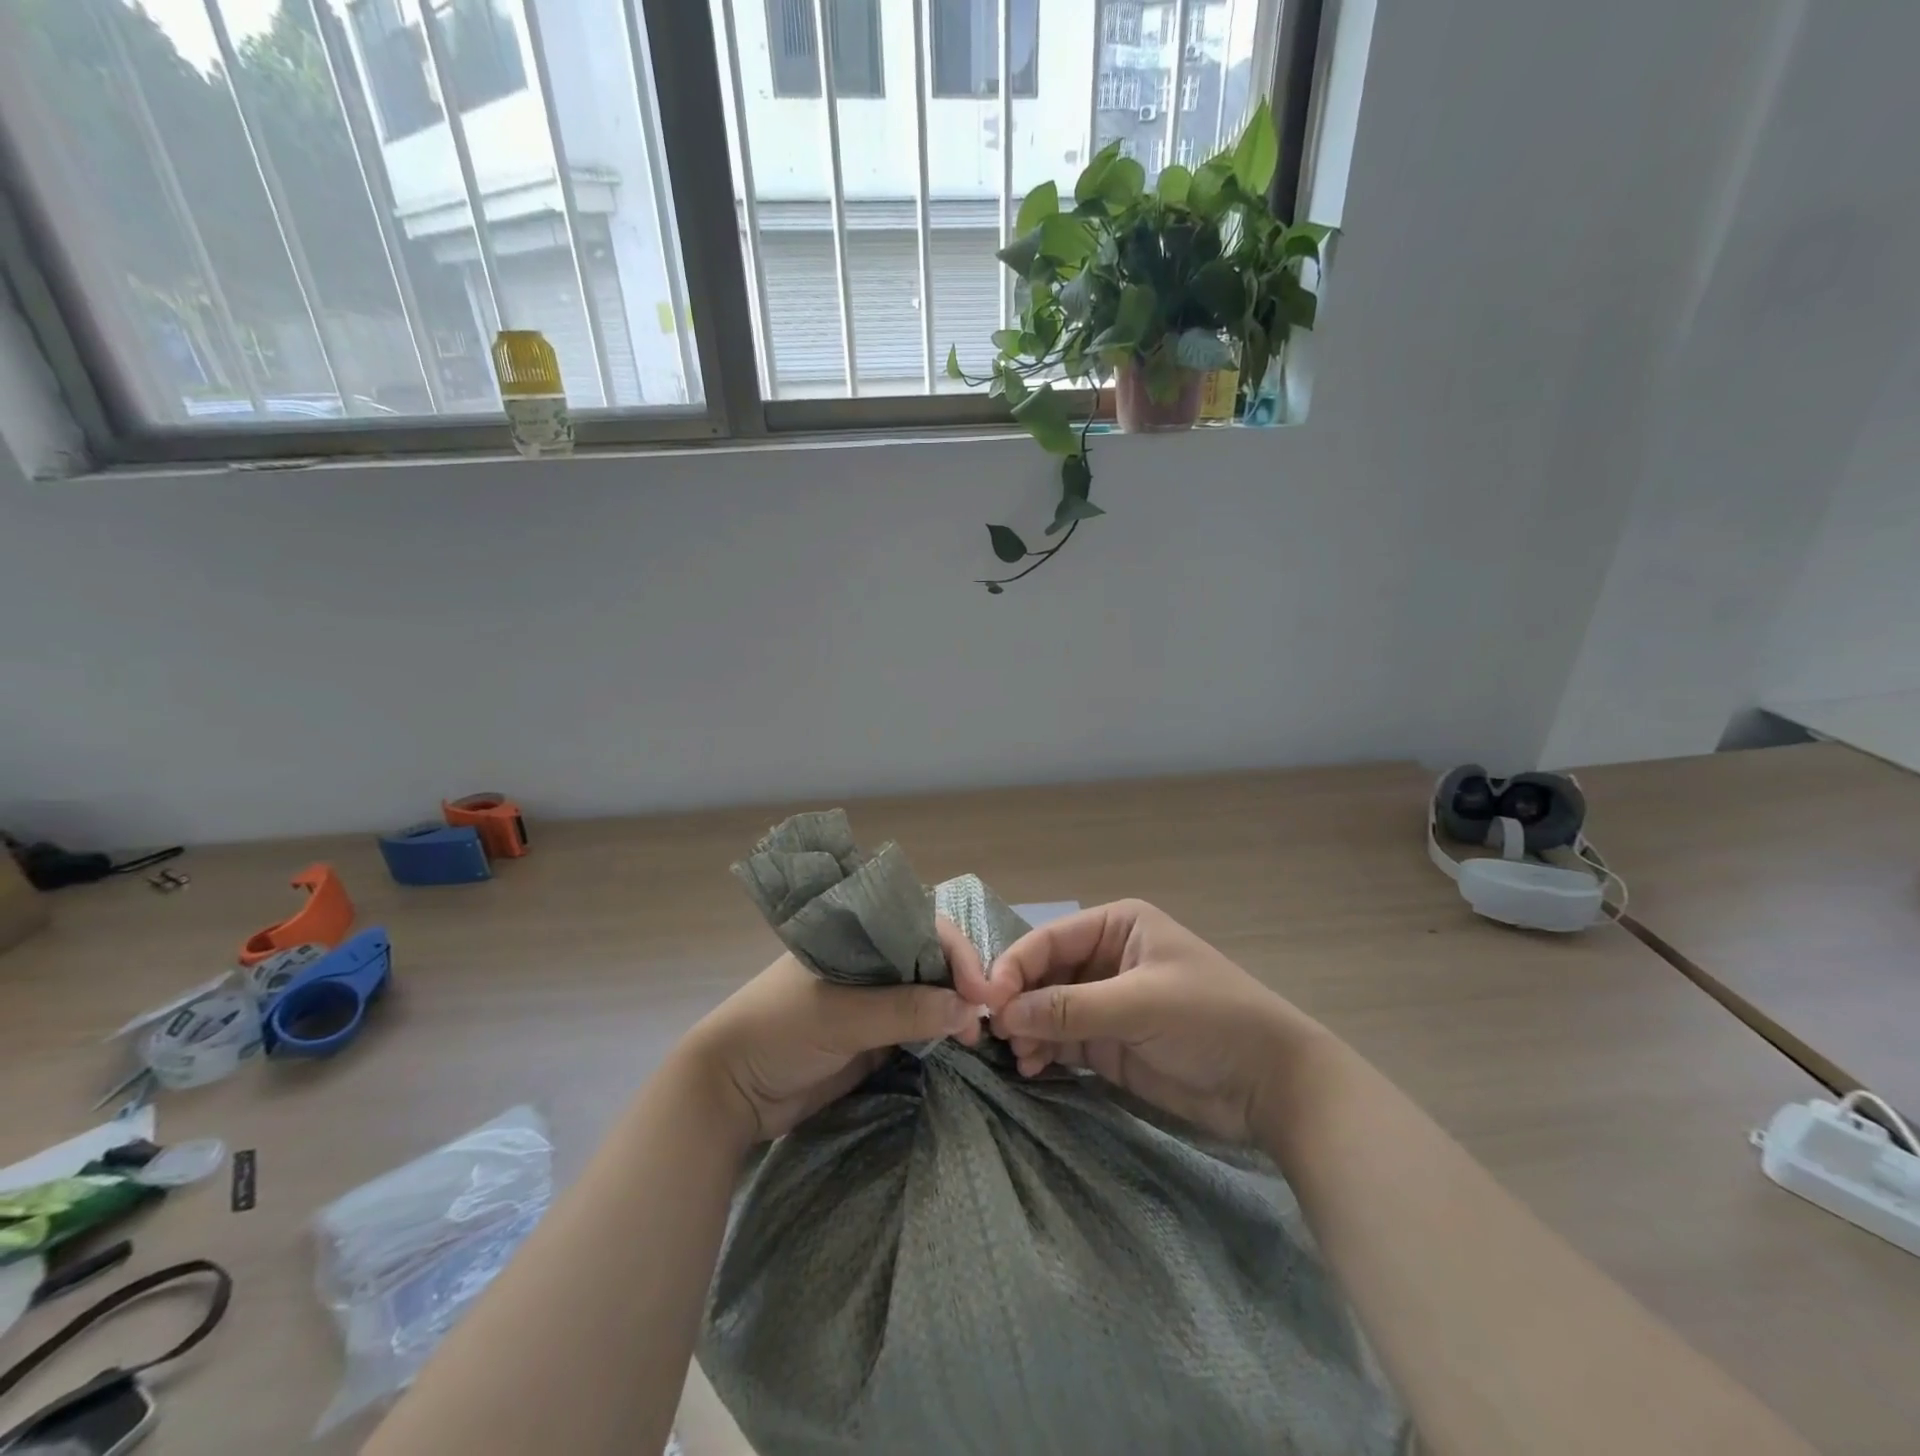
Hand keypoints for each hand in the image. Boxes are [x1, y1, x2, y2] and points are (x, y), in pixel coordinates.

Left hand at [681, 916, 991, 1142]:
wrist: (731, 1093)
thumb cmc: (778, 1031)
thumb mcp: (840, 1016)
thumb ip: (904, 1010)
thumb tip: (970, 1009)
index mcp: (856, 936)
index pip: (919, 926)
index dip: (954, 950)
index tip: (979, 988)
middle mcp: (870, 961)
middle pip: (930, 958)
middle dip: (961, 980)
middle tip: (985, 1016)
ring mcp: (873, 1000)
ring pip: (928, 993)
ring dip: (954, 1010)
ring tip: (975, 1037)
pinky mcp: (874, 1037)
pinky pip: (918, 1028)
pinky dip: (941, 1034)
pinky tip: (961, 1045)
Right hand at [982, 899, 1315, 1143]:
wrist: (1271, 1084)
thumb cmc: (1209, 1020)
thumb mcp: (1140, 1005)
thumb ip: (1071, 1008)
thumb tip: (1005, 1013)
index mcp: (1117, 926)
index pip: (1049, 939)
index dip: (1015, 966)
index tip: (987, 1000)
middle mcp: (1106, 958)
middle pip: (1045, 974)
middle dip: (1020, 1001)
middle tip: (995, 1035)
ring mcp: (1108, 1002)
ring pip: (1049, 1009)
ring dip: (1029, 1030)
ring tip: (1018, 1058)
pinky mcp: (1111, 1043)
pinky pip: (1064, 1040)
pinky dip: (1044, 1052)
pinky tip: (1032, 1068)